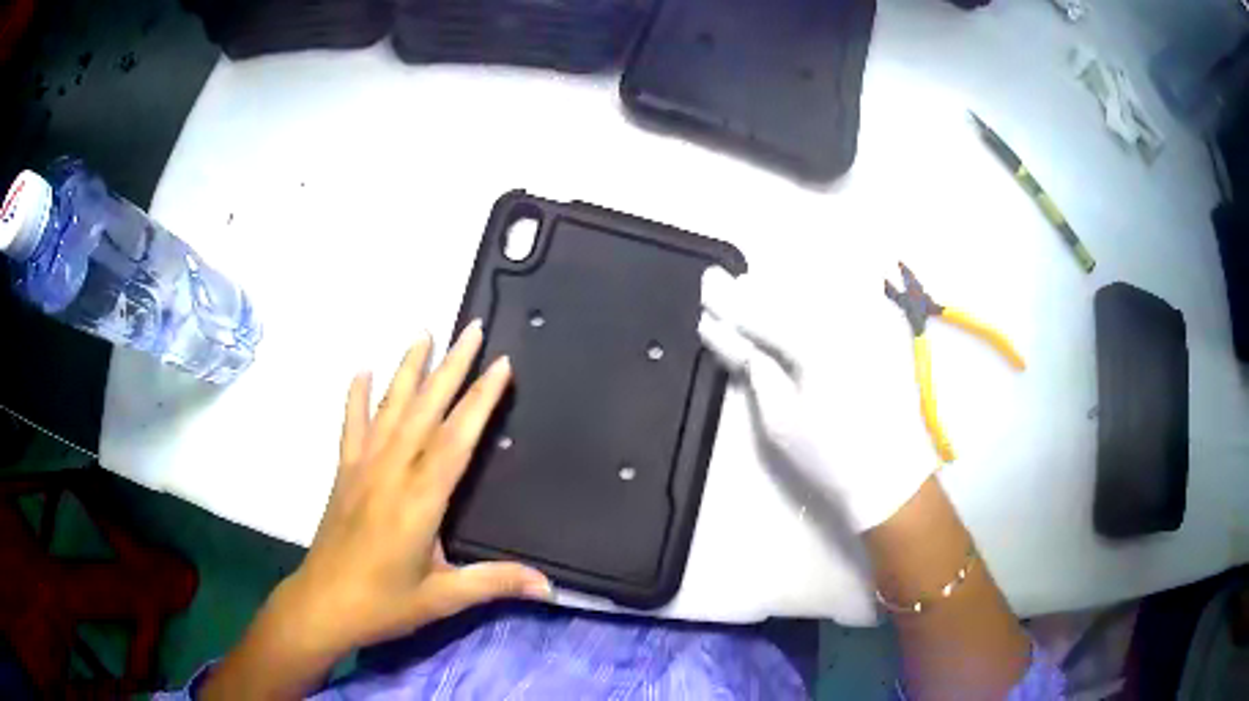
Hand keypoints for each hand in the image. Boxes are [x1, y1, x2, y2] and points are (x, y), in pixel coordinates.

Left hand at [203, 323, 549, 699]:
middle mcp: (391, 472)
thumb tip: (550, 587)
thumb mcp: (443, 598)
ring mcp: (363, 468)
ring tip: (423, 333)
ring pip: (389, 408)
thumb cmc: (384, 603)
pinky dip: (356, 397)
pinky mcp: (344, 473)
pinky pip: (351, 426)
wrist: (323, 604)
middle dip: (451, 367)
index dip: (480, 400)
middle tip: (470, 329)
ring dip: (407, 369)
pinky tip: (362, 371)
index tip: (499, 364)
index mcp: (420, 500)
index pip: (456, 439)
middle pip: (425, 410)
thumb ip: (495, 583)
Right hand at [697, 266, 936, 531]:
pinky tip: (795, 299)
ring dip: (780, 290)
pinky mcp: (881, 334)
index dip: (729, 302)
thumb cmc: (829, 455)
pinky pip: (838, 302)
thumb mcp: (779, 419)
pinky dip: (811, 297)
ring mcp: (866, 324)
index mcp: (815, 345)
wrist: (891, 476)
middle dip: (752, 290)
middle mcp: (843, 322)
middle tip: (720, 284)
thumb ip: (752, 367)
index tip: (705, 283)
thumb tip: (719, 332)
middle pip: (788, 294)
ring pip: (814, 292)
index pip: (762, 314)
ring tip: (750, 288)